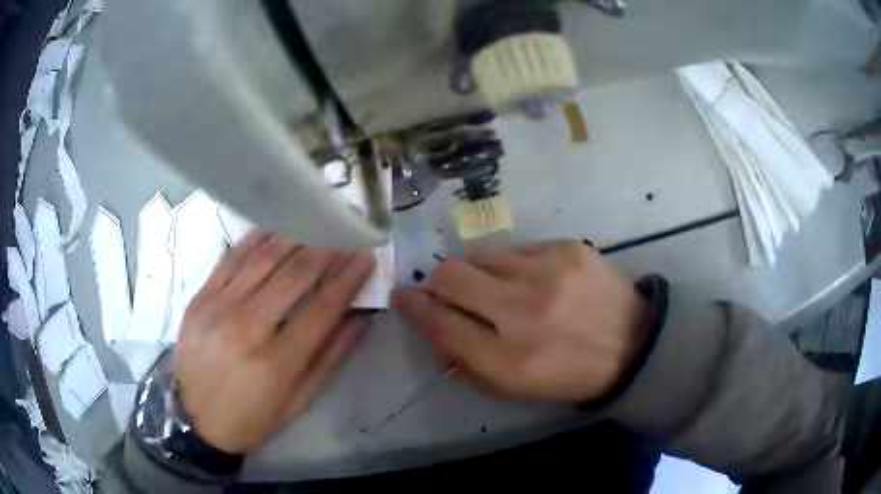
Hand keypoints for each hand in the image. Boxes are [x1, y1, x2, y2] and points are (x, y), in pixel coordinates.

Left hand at [173, 232, 374, 453]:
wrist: (194, 419)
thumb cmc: (251, 418)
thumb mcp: (298, 401)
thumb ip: (328, 358)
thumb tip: (357, 318)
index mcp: (277, 362)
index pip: (322, 308)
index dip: (348, 279)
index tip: (366, 257)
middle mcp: (247, 328)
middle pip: (295, 275)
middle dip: (326, 250)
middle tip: (345, 234)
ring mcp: (218, 308)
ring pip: (264, 259)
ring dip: (295, 238)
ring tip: (316, 225)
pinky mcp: (200, 298)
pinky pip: (231, 259)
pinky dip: (255, 240)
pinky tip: (275, 230)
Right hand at [393, 241, 648, 402]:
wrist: (634, 344)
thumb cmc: (570, 375)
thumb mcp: (515, 389)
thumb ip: (466, 365)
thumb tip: (433, 329)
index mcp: (509, 361)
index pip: (441, 324)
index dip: (413, 308)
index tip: (402, 297)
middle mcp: (524, 314)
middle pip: (450, 276)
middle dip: (439, 284)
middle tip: (451, 292)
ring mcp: (549, 273)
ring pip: (480, 254)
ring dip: (477, 272)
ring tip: (497, 286)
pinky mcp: (569, 248)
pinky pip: (517, 248)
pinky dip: (512, 265)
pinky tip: (534, 280)